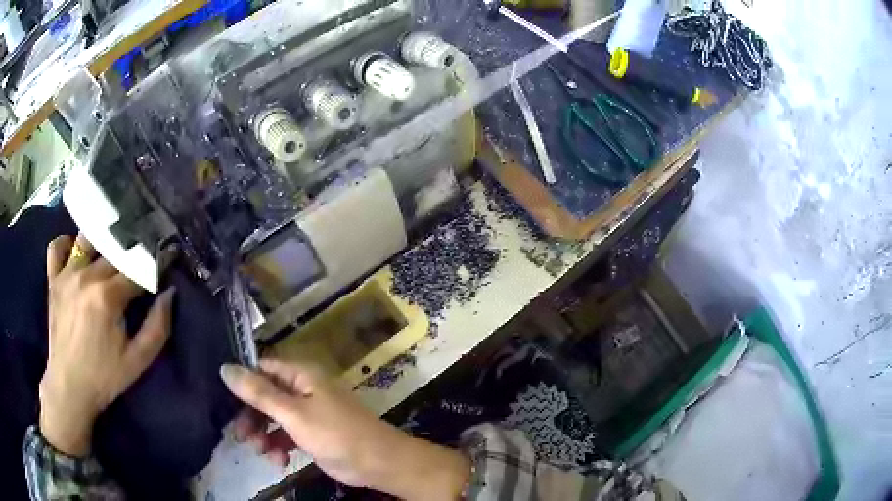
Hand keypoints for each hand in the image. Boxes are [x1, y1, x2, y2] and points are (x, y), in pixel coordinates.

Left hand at [40, 234, 174, 457]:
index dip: (154, 265)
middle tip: (140, 260)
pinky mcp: (53, 280)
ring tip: (109, 253)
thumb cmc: (104, 377)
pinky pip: (56, 247)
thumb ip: (157, 327)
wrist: (69, 387)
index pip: (137, 269)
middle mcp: (86, 276)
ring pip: (87, 239)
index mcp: (108, 296)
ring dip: (101, 242)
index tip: (166, 261)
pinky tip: (75, 252)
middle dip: (131, 253)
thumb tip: (169, 293)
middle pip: (114, 251)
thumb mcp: (138, 361)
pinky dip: (66, 243)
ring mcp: (66, 275)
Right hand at [221, 360, 470, 500]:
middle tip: (240, 436)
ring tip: (260, 450)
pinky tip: (278, 461)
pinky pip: (286, 435)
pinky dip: (279, 446)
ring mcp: (308, 413)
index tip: (225, 401)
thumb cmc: (335, 434)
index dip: (243, 383)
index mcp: (301, 375)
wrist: (378, 463)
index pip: (262, 369)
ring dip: (263, 434)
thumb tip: (225, 368)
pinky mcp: (312, 434)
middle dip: (251, 416)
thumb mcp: (293, 413)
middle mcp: (303, 389)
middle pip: (265, 396)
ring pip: (274, 418)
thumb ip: (259, 393)